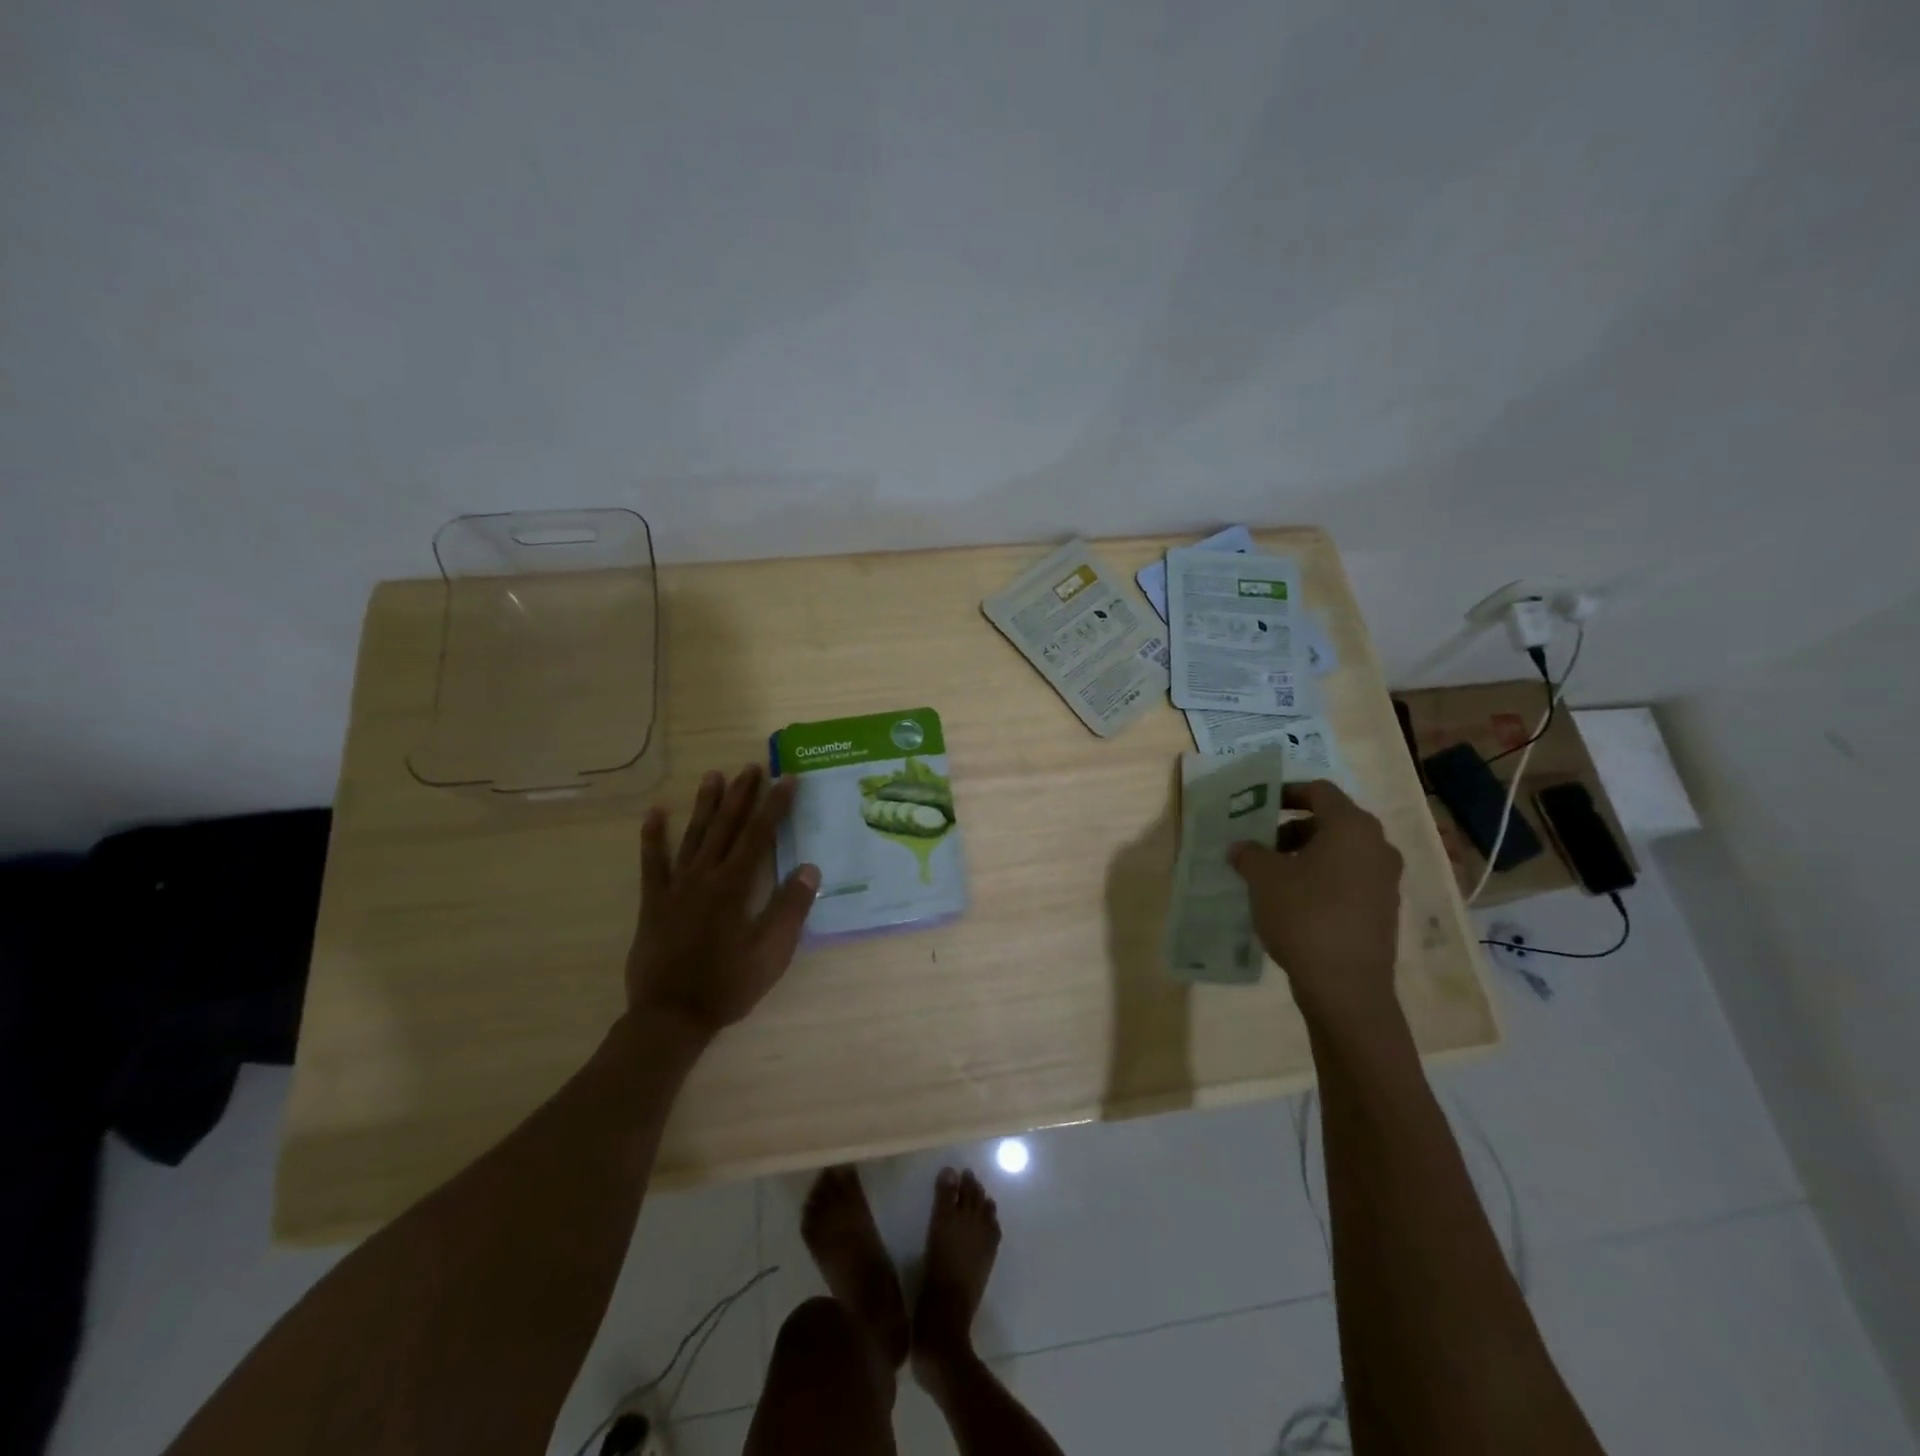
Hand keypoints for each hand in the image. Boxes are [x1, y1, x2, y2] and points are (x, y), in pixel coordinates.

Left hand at [625, 764, 820, 1039]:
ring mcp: (676, 887)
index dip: (775, 805)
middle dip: (741, 795)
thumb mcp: (771, 953)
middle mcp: (705, 876)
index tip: (787, 779)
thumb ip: (790, 908)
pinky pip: (653, 863)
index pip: (759, 835)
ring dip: (705, 805)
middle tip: (751, 766)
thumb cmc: (727, 985)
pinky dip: (653, 837)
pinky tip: (655, 813)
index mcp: (735, 886)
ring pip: (693, 836)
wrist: (670, 1016)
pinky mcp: (654, 901)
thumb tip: (810, 868)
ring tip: (713, 776)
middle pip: (726, 826)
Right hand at [1229, 780, 1403, 1029]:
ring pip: (1341, 852)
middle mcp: (1377, 845)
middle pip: (1331, 821)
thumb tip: (1241, 847)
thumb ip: (1249, 853)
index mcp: (1351, 827)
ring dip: (1307, 855)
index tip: (1260, 805)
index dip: (1287, 792)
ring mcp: (1386, 879)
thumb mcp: (1263, 878)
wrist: (1346, 986)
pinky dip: (1322, 878)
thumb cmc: (1304, 916)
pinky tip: (1294, 901)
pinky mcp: (1384, 909)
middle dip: (1293, 828)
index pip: (1319, 791)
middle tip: (1261, 844)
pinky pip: (1349, 879)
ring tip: (1273, 875)